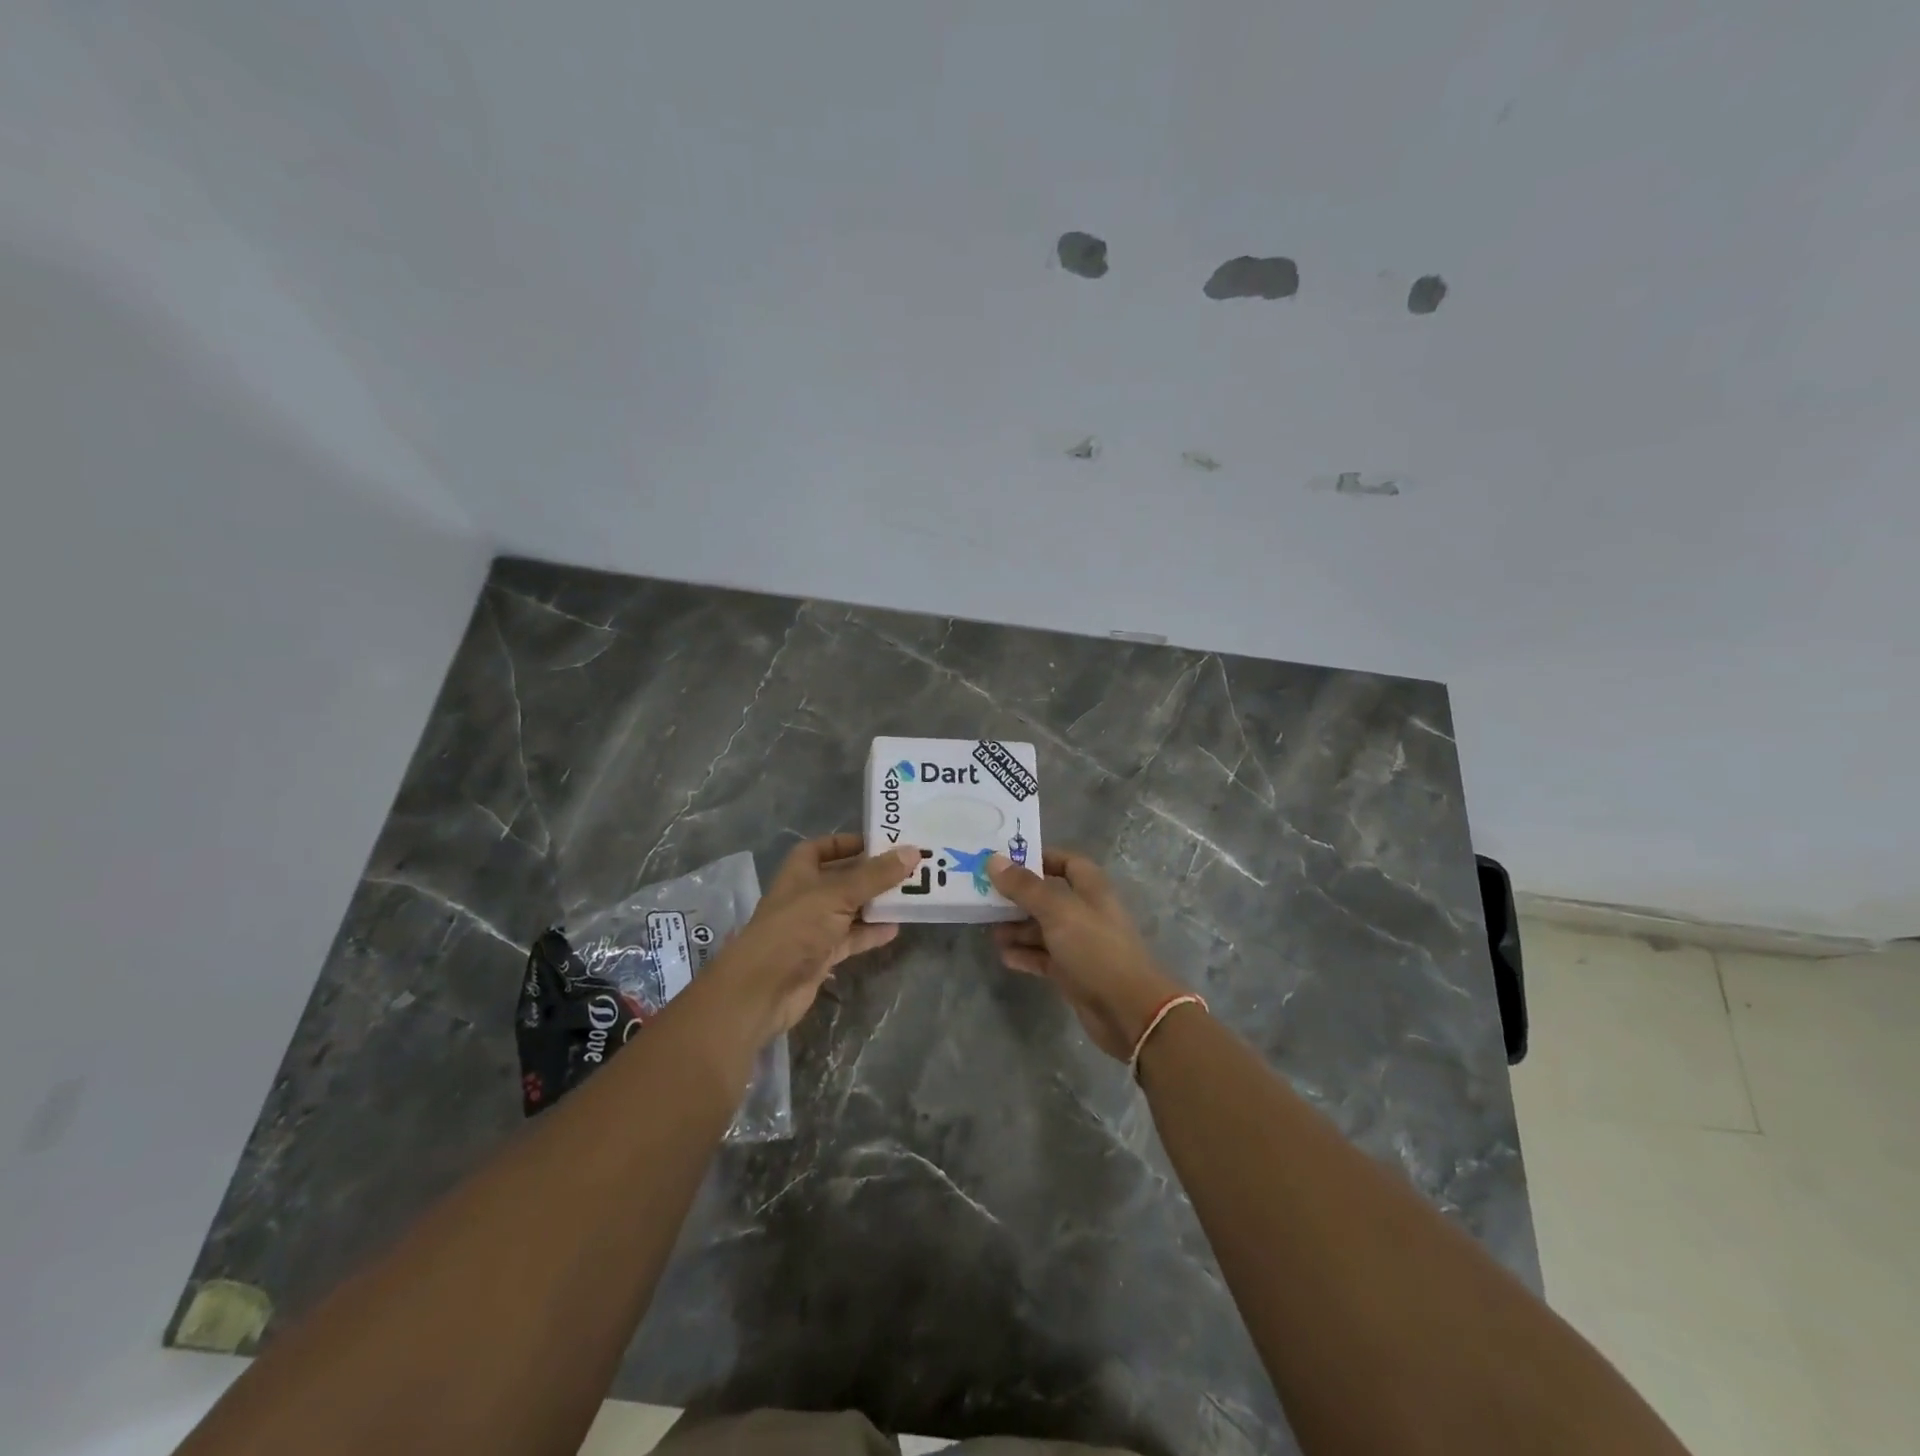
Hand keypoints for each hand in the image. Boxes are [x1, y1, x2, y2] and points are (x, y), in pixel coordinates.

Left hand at [707, 834, 918, 1041]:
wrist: (764, 988)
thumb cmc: (796, 927)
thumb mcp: (838, 894)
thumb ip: (876, 875)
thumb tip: (912, 852)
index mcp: (800, 871)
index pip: (823, 847)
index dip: (848, 843)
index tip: (881, 844)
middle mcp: (806, 895)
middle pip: (842, 878)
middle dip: (871, 874)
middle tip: (908, 869)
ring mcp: (814, 926)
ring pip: (850, 909)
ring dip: (875, 904)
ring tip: (910, 896)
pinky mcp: (822, 954)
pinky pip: (851, 937)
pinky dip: (871, 933)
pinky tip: (895, 928)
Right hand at [989, 849, 1188, 1060]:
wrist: (1128, 1010)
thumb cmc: (1095, 949)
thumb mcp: (1058, 911)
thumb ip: (1025, 887)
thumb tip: (994, 860)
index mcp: (1091, 889)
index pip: (1065, 861)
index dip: (1038, 858)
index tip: (1005, 861)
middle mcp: (1086, 912)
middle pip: (1048, 896)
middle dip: (1019, 896)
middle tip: (985, 897)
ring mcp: (1080, 944)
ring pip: (1043, 928)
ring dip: (1018, 928)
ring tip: (989, 930)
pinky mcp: (1073, 973)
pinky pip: (1044, 957)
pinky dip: (1025, 955)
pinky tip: (1004, 956)